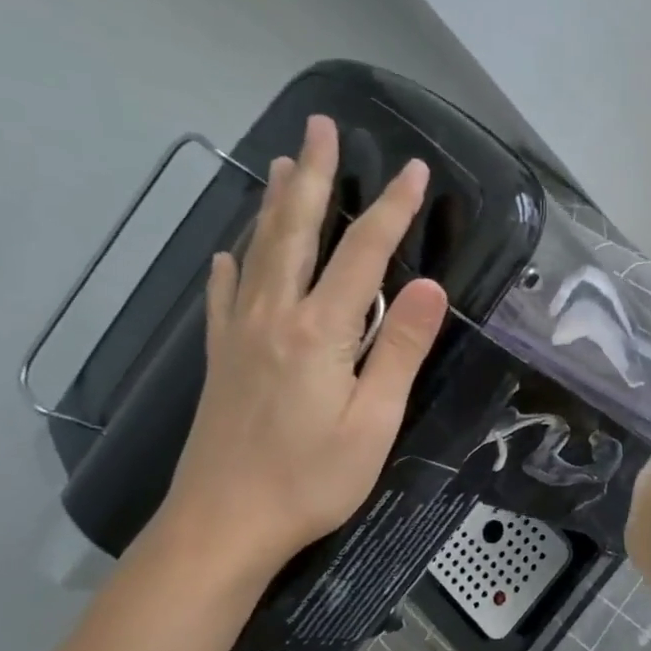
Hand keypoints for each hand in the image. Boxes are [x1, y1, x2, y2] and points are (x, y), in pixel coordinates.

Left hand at [155, 115, 448, 581]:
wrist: (224, 523)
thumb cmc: (311, 480)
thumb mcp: (374, 423)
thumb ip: (400, 351)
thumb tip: (428, 286)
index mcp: (319, 331)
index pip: (363, 254)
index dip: (392, 210)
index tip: (414, 170)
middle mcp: (274, 316)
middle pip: (297, 232)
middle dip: (314, 177)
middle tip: (321, 127)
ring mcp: (239, 335)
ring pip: (258, 252)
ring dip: (274, 204)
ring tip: (281, 162)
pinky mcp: (221, 360)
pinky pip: (224, 295)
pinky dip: (231, 264)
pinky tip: (229, 251)